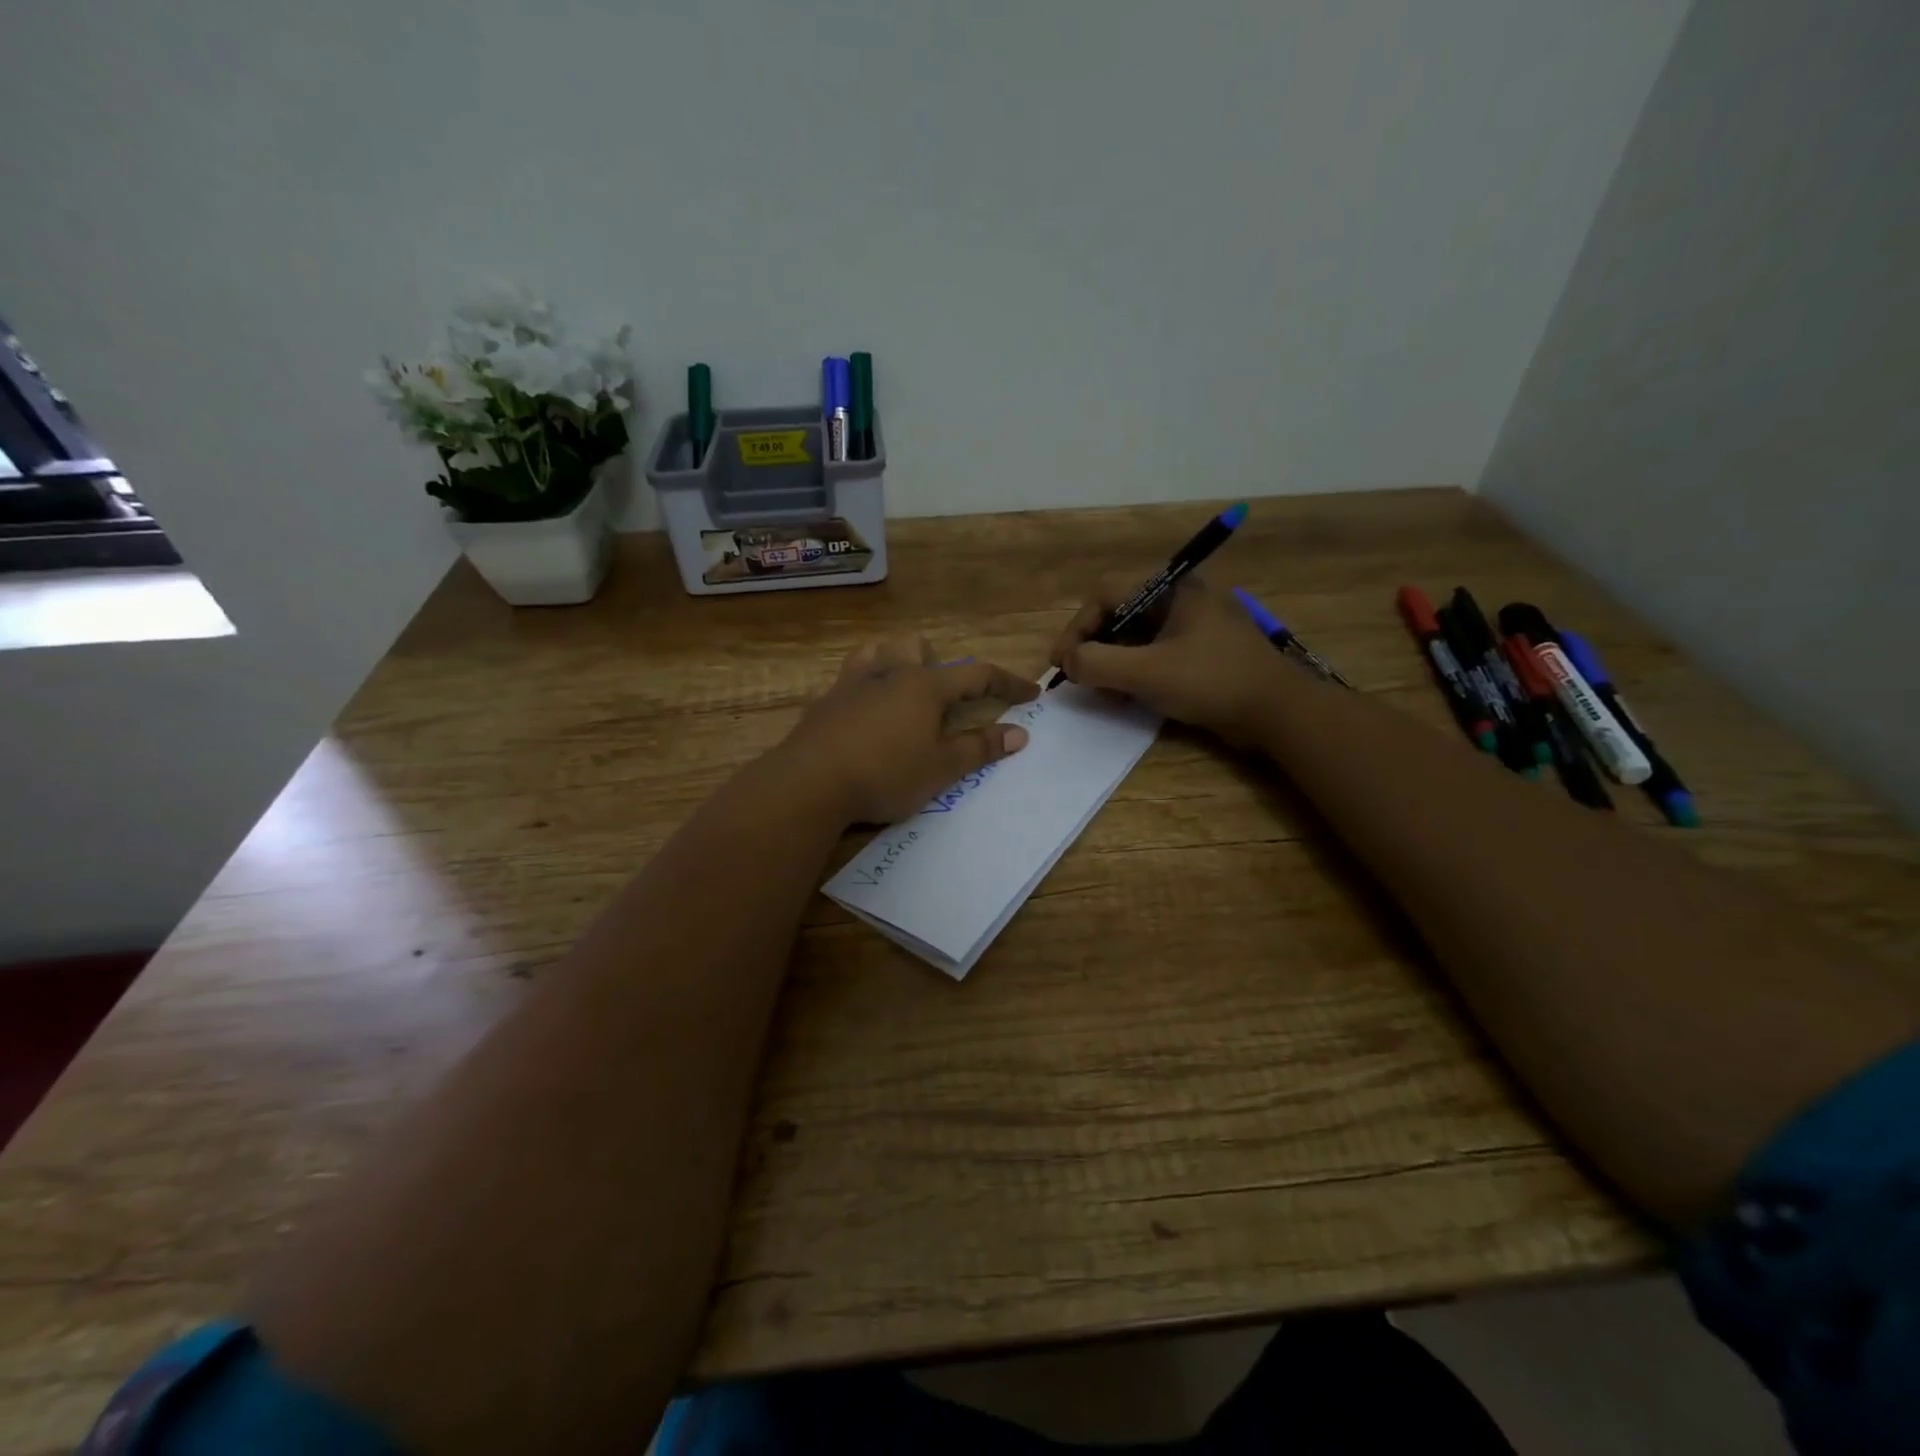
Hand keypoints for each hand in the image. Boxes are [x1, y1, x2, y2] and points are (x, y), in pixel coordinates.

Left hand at [779, 637, 1037, 823]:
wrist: (811, 783)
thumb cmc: (886, 774)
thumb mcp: (941, 768)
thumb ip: (980, 747)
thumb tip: (1019, 733)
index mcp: (924, 686)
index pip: (977, 675)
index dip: (1007, 683)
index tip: (1030, 693)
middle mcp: (889, 673)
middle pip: (916, 646)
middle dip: (936, 663)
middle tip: (941, 700)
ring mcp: (852, 684)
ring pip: (877, 652)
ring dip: (894, 663)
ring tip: (900, 694)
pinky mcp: (824, 701)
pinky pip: (848, 679)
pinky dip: (863, 689)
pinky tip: (862, 717)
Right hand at [1049, 575, 1288, 742]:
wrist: (1277, 713)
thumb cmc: (1212, 681)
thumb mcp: (1147, 672)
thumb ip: (1098, 663)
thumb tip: (1068, 662)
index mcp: (1172, 589)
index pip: (1106, 595)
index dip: (1077, 628)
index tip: (1061, 662)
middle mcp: (1180, 600)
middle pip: (1119, 615)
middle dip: (1093, 647)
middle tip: (1078, 677)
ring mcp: (1191, 627)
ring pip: (1134, 637)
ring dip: (1111, 663)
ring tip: (1101, 692)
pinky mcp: (1198, 653)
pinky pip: (1153, 655)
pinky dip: (1133, 673)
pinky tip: (1126, 697)